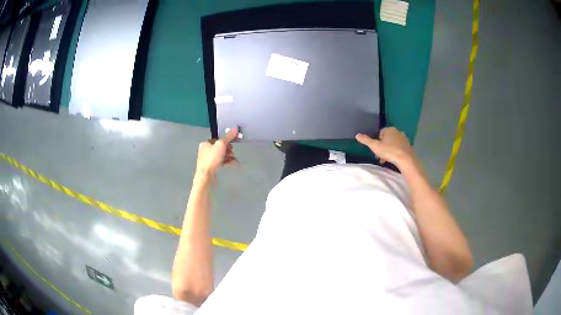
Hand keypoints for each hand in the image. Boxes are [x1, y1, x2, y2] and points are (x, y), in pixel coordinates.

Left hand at [196, 129, 238, 176]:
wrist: (206, 175)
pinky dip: (227, 161)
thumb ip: (228, 137)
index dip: (225, 141)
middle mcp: (205, 151)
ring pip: (221, 155)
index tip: (231, 143)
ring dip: (228, 155)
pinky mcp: (211, 167)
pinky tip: (234, 163)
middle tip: (232, 151)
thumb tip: (235, 129)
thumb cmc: (212, 158)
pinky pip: (221, 162)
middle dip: (228, 149)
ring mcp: (208, 160)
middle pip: (219, 147)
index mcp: (205, 143)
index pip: (217, 139)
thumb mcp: (221, 145)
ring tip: (234, 158)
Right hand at [356, 127, 415, 167]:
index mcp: (389, 129)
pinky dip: (396, 152)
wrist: (405, 159)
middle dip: (383, 146)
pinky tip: (394, 159)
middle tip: (380, 155)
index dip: (377, 141)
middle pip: (387, 138)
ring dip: (389, 150)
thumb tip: (357, 135)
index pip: (380, 133)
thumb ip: (366, 140)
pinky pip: (399, 148)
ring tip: (386, 159)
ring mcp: (404, 139)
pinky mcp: (408, 146)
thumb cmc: (389, 151)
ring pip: (393, 143)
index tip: (376, 149)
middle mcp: (397, 131)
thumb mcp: (375, 146)